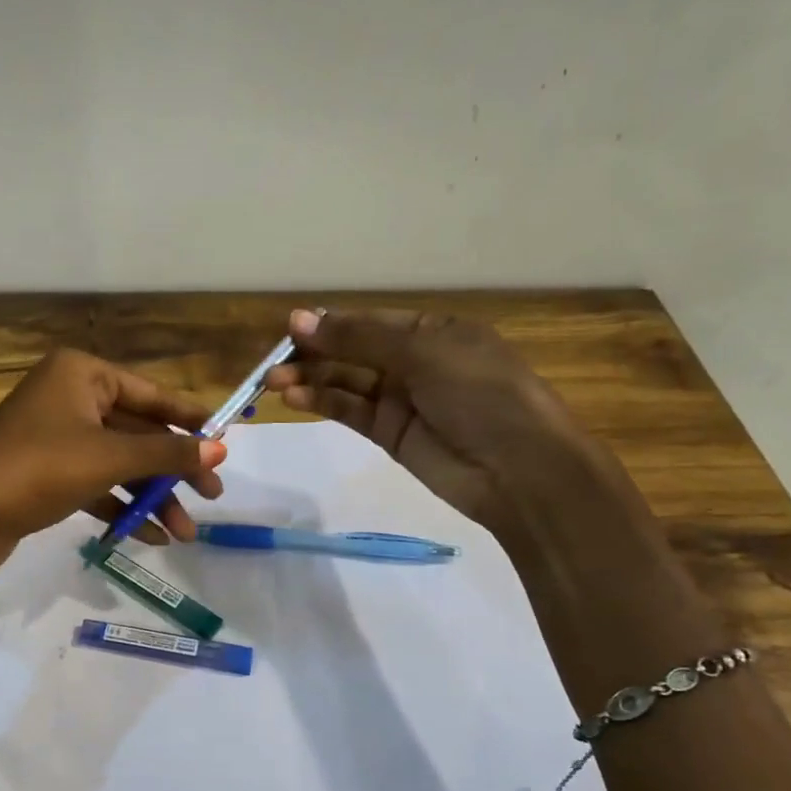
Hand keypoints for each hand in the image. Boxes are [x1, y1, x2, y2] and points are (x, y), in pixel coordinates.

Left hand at [0, 349, 225, 603]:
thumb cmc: (38, 469)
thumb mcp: (110, 458)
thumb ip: (167, 452)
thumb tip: (221, 449)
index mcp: (82, 374)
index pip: (152, 394)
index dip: (191, 421)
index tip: (226, 444)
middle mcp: (69, 397)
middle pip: (138, 432)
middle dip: (173, 470)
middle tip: (212, 498)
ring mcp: (55, 437)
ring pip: (118, 463)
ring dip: (151, 497)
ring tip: (185, 534)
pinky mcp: (45, 474)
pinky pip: (96, 485)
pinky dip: (121, 507)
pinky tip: (149, 537)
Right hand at [265, 308, 611, 531]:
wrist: (518, 469)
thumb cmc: (481, 394)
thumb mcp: (423, 353)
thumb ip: (359, 339)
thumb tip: (299, 320)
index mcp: (434, 331)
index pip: (371, 321)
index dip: (331, 324)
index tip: (290, 329)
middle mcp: (415, 361)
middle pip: (353, 351)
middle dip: (314, 354)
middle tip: (273, 361)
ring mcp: (402, 399)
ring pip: (346, 382)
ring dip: (310, 380)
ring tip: (272, 382)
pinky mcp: (390, 435)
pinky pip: (350, 412)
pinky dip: (322, 403)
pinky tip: (293, 399)